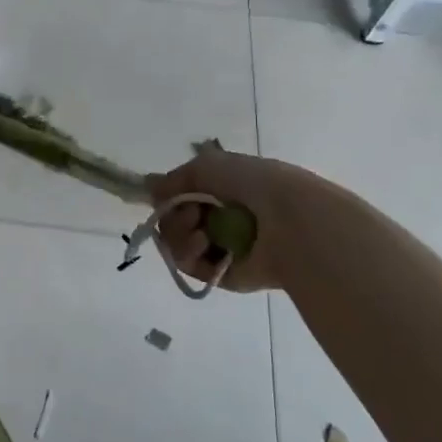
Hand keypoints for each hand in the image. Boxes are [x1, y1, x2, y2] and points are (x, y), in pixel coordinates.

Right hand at [146, 148, 312, 293]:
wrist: (291, 221)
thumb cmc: (254, 185)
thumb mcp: (208, 166)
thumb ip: (174, 178)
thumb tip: (150, 188)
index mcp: (224, 193)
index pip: (182, 198)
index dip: (170, 198)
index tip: (168, 195)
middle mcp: (221, 220)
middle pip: (174, 222)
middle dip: (174, 217)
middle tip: (192, 215)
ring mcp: (222, 249)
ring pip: (177, 245)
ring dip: (179, 235)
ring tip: (199, 232)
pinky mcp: (223, 275)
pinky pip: (190, 267)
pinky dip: (188, 255)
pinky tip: (202, 244)